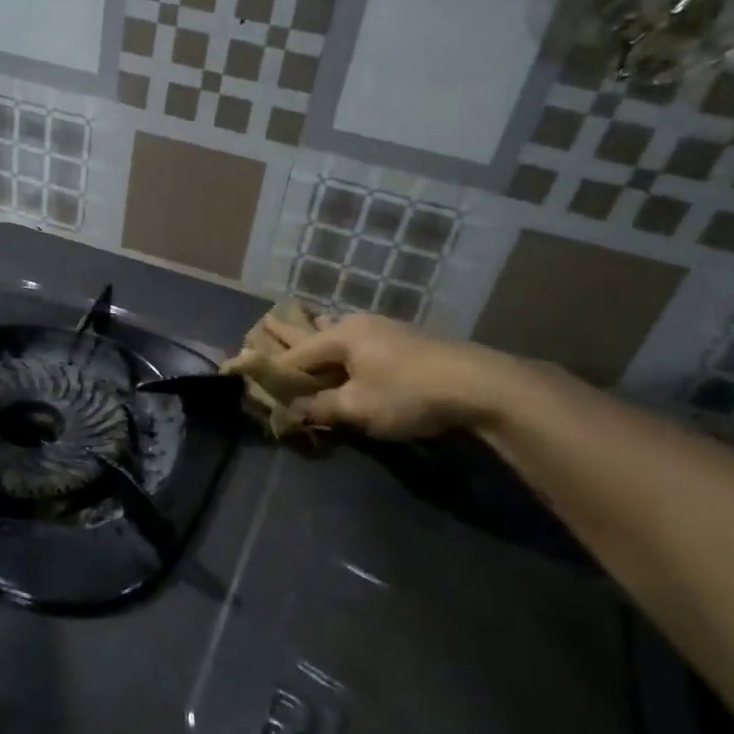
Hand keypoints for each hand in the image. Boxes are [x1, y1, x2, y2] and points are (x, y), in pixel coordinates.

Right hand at [268, 312, 519, 440]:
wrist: (479, 385)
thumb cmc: (408, 394)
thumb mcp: (358, 407)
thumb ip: (321, 408)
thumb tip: (291, 411)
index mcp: (342, 335)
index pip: (297, 354)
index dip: (274, 370)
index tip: (254, 380)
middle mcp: (359, 324)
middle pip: (316, 331)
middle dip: (291, 333)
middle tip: (265, 322)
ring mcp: (386, 330)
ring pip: (342, 332)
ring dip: (322, 336)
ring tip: (307, 326)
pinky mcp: (406, 341)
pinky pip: (361, 340)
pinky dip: (345, 346)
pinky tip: (350, 346)